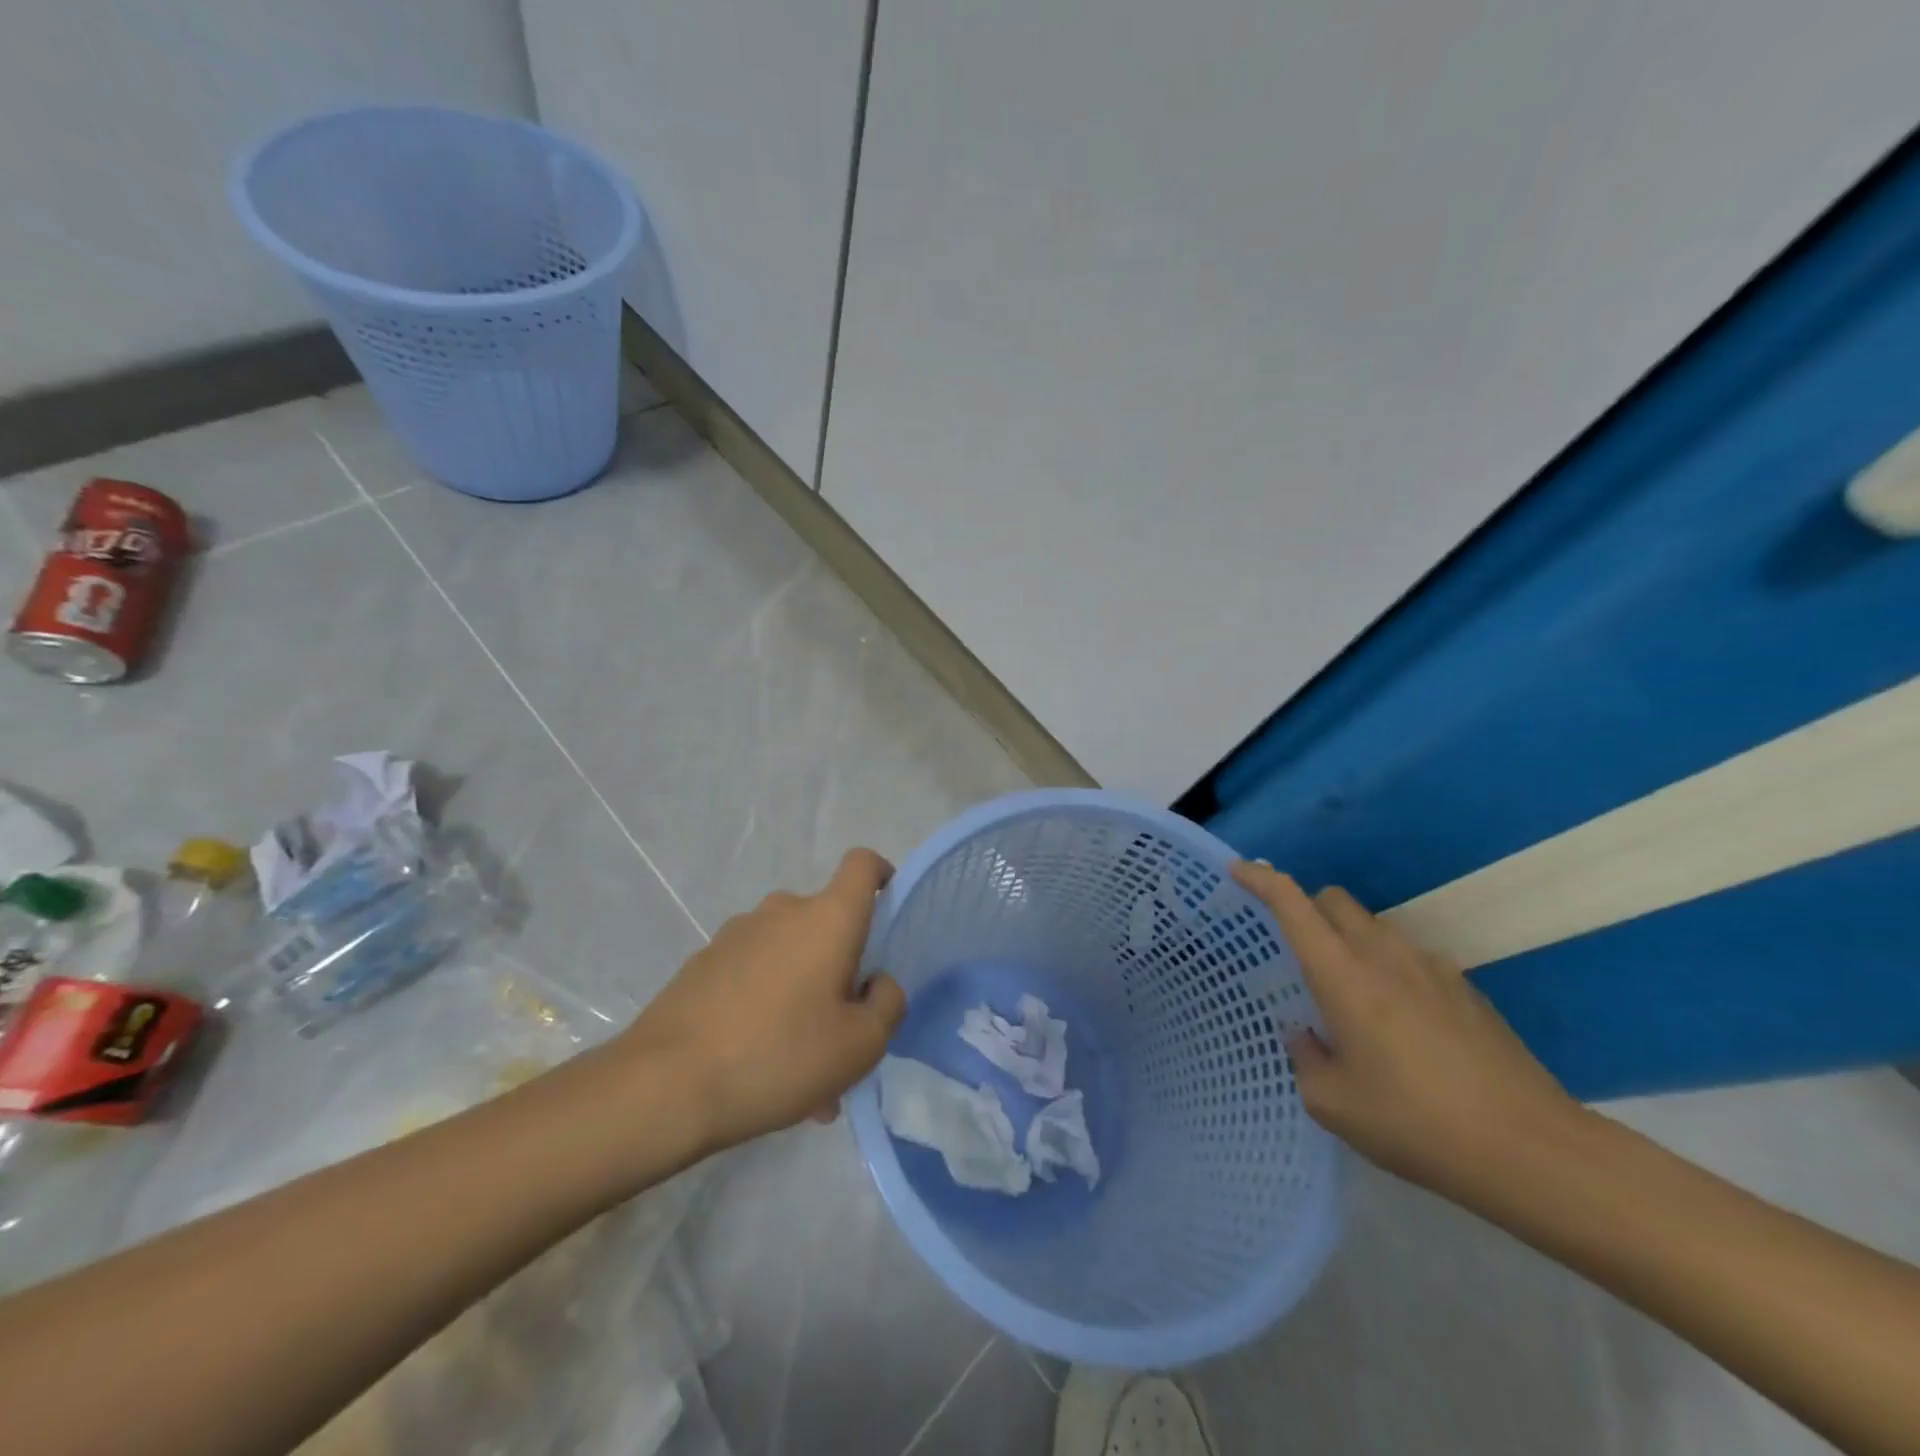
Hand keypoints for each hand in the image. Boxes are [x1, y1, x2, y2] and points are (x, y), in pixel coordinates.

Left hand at [619, 849, 906, 1153]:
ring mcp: (737, 935)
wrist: (665, 1085)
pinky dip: (767, 1006)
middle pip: (826, 924)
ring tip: (799, 1067)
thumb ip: (888, 1004)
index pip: (862, 865)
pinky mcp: (703, 963)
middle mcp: (782, 911)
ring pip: (790, 957)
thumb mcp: (861, 1046)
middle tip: (842, 1033)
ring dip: (804, 995)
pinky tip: (759, 1065)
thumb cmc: (779, 1054)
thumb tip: (877, 982)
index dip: (881, 876)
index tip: (886, 914)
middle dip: (842, 968)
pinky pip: (754, 976)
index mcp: (827, 918)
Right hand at [1233, 861, 1585, 1206]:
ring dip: (1350, 942)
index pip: (1291, 903)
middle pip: (1334, 900)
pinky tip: (1402, 1027)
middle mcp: (1383, 954)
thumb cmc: (1416, 1123)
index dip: (1260, 878)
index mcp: (1342, 973)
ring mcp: (1431, 967)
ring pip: (1374, 928)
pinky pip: (1410, 959)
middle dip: (1307, 909)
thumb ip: (1305, 1057)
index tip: (1237, 870)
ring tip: (1351, 999)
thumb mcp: (1334, 1104)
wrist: (1532, 1150)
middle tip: (1296, 951)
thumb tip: (1305, 1033)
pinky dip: (1389, 971)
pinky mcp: (1466, 989)